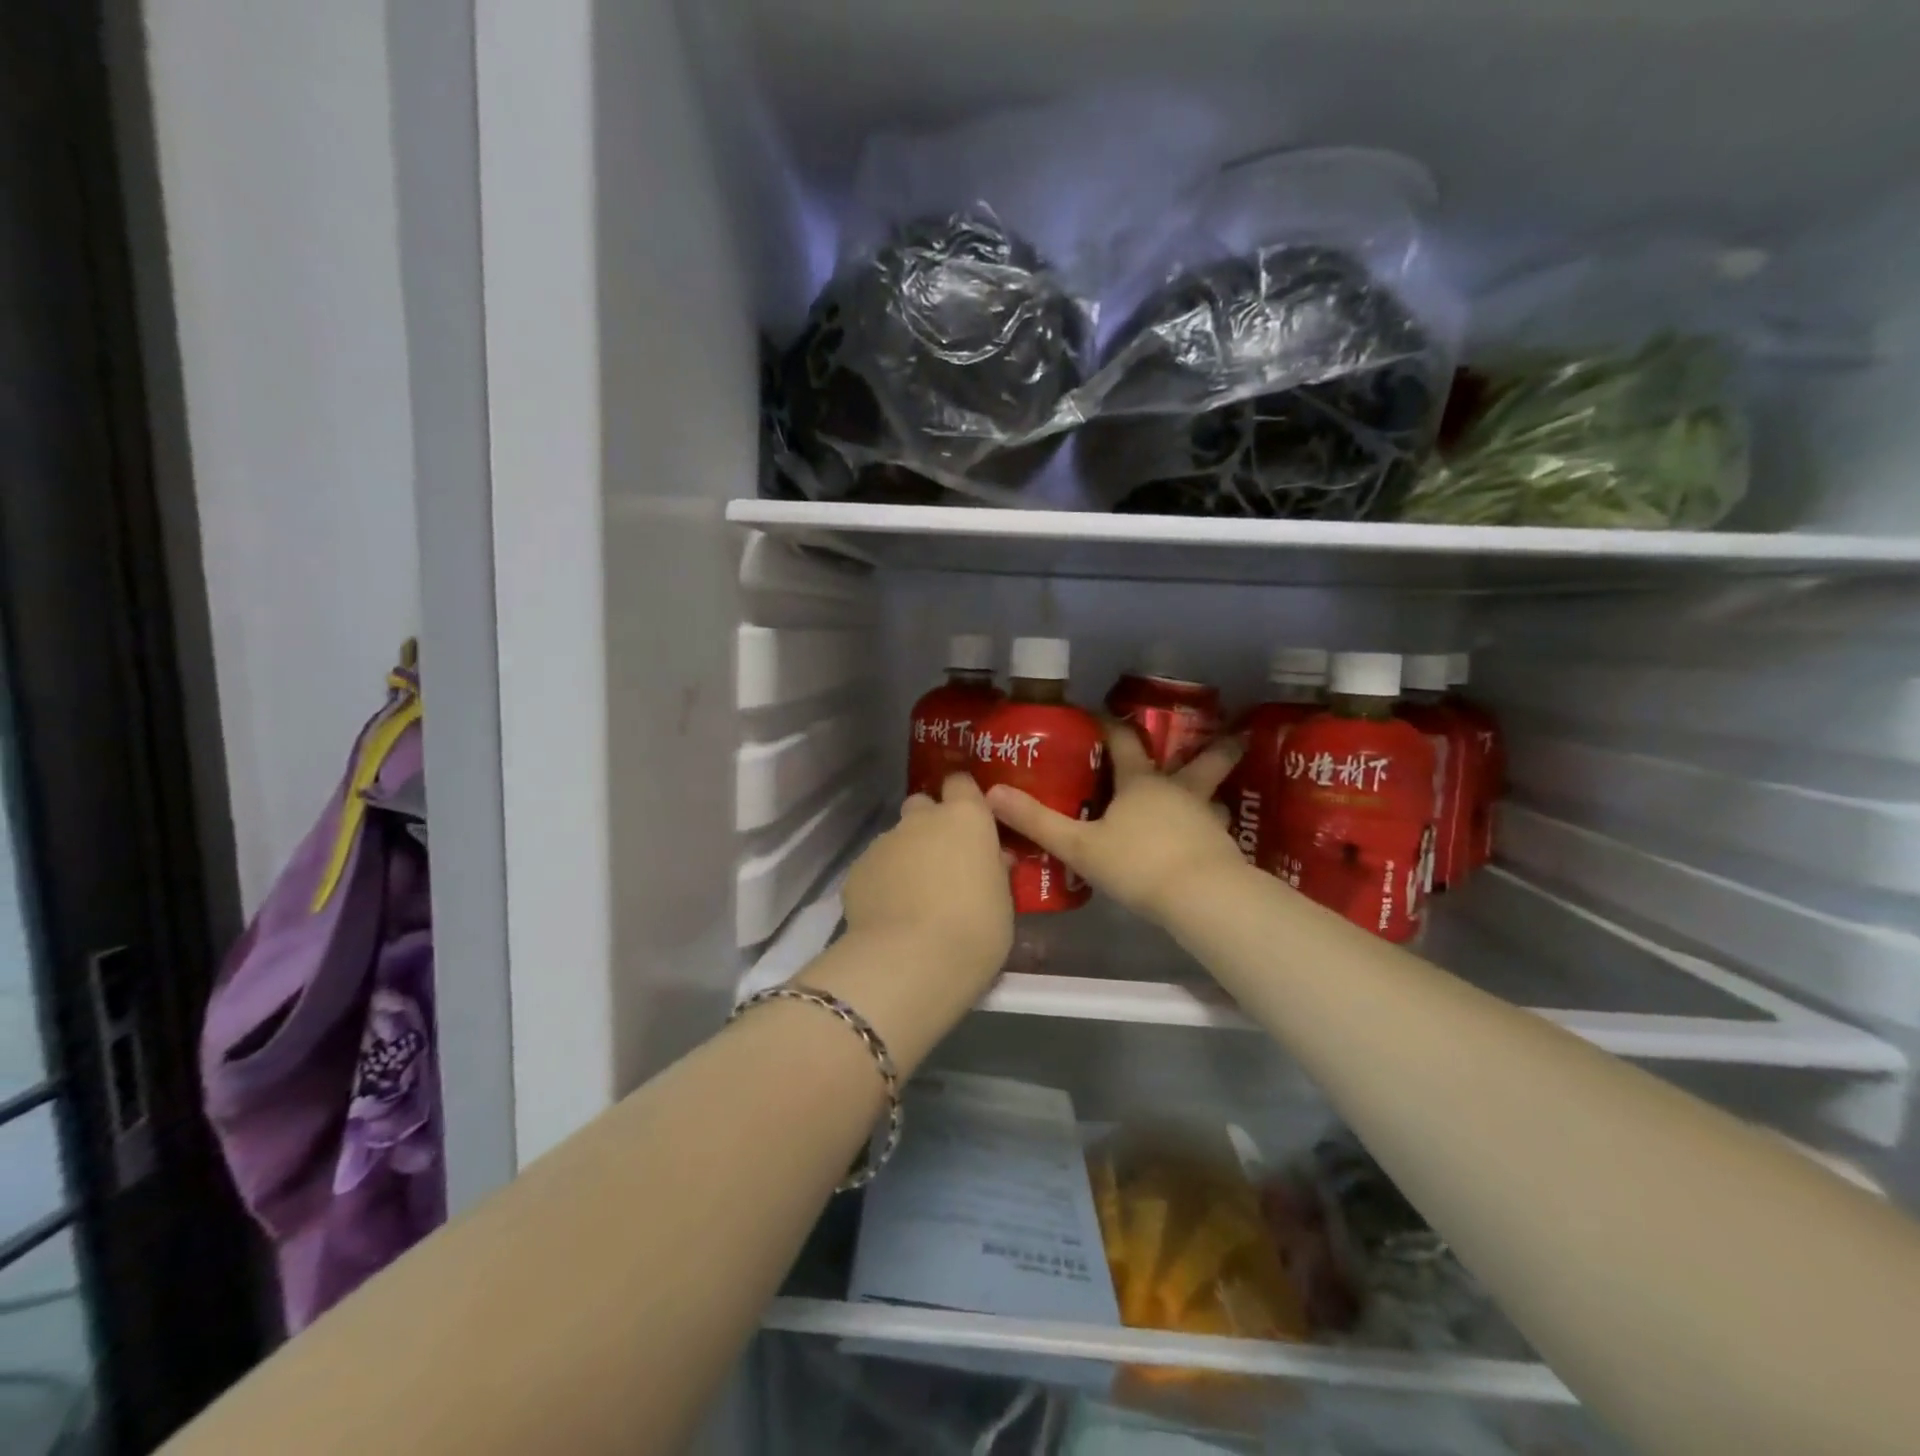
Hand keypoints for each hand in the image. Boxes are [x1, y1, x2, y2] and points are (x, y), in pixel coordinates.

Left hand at [841, 772, 1013, 983]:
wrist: (911, 961)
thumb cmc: (975, 929)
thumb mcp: (1002, 901)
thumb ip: (994, 870)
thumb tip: (991, 858)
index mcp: (965, 818)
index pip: (961, 782)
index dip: (964, 796)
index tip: (970, 818)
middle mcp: (922, 820)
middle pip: (922, 804)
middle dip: (929, 824)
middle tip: (942, 860)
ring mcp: (884, 842)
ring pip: (896, 839)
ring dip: (906, 857)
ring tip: (913, 897)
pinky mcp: (857, 869)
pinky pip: (874, 868)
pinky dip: (882, 883)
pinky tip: (889, 914)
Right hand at [985, 723, 1248, 925]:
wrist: (1201, 897)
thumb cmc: (1137, 863)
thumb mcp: (1079, 845)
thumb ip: (1038, 822)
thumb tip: (992, 794)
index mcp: (1141, 783)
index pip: (1124, 741)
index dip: (1110, 725)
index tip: (1101, 713)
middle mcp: (1178, 791)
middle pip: (1201, 760)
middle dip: (1213, 746)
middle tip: (1230, 732)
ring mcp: (1206, 818)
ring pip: (1213, 796)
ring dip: (1212, 791)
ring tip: (1210, 796)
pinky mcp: (1223, 848)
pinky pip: (1216, 830)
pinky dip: (1210, 828)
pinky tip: (1204, 840)